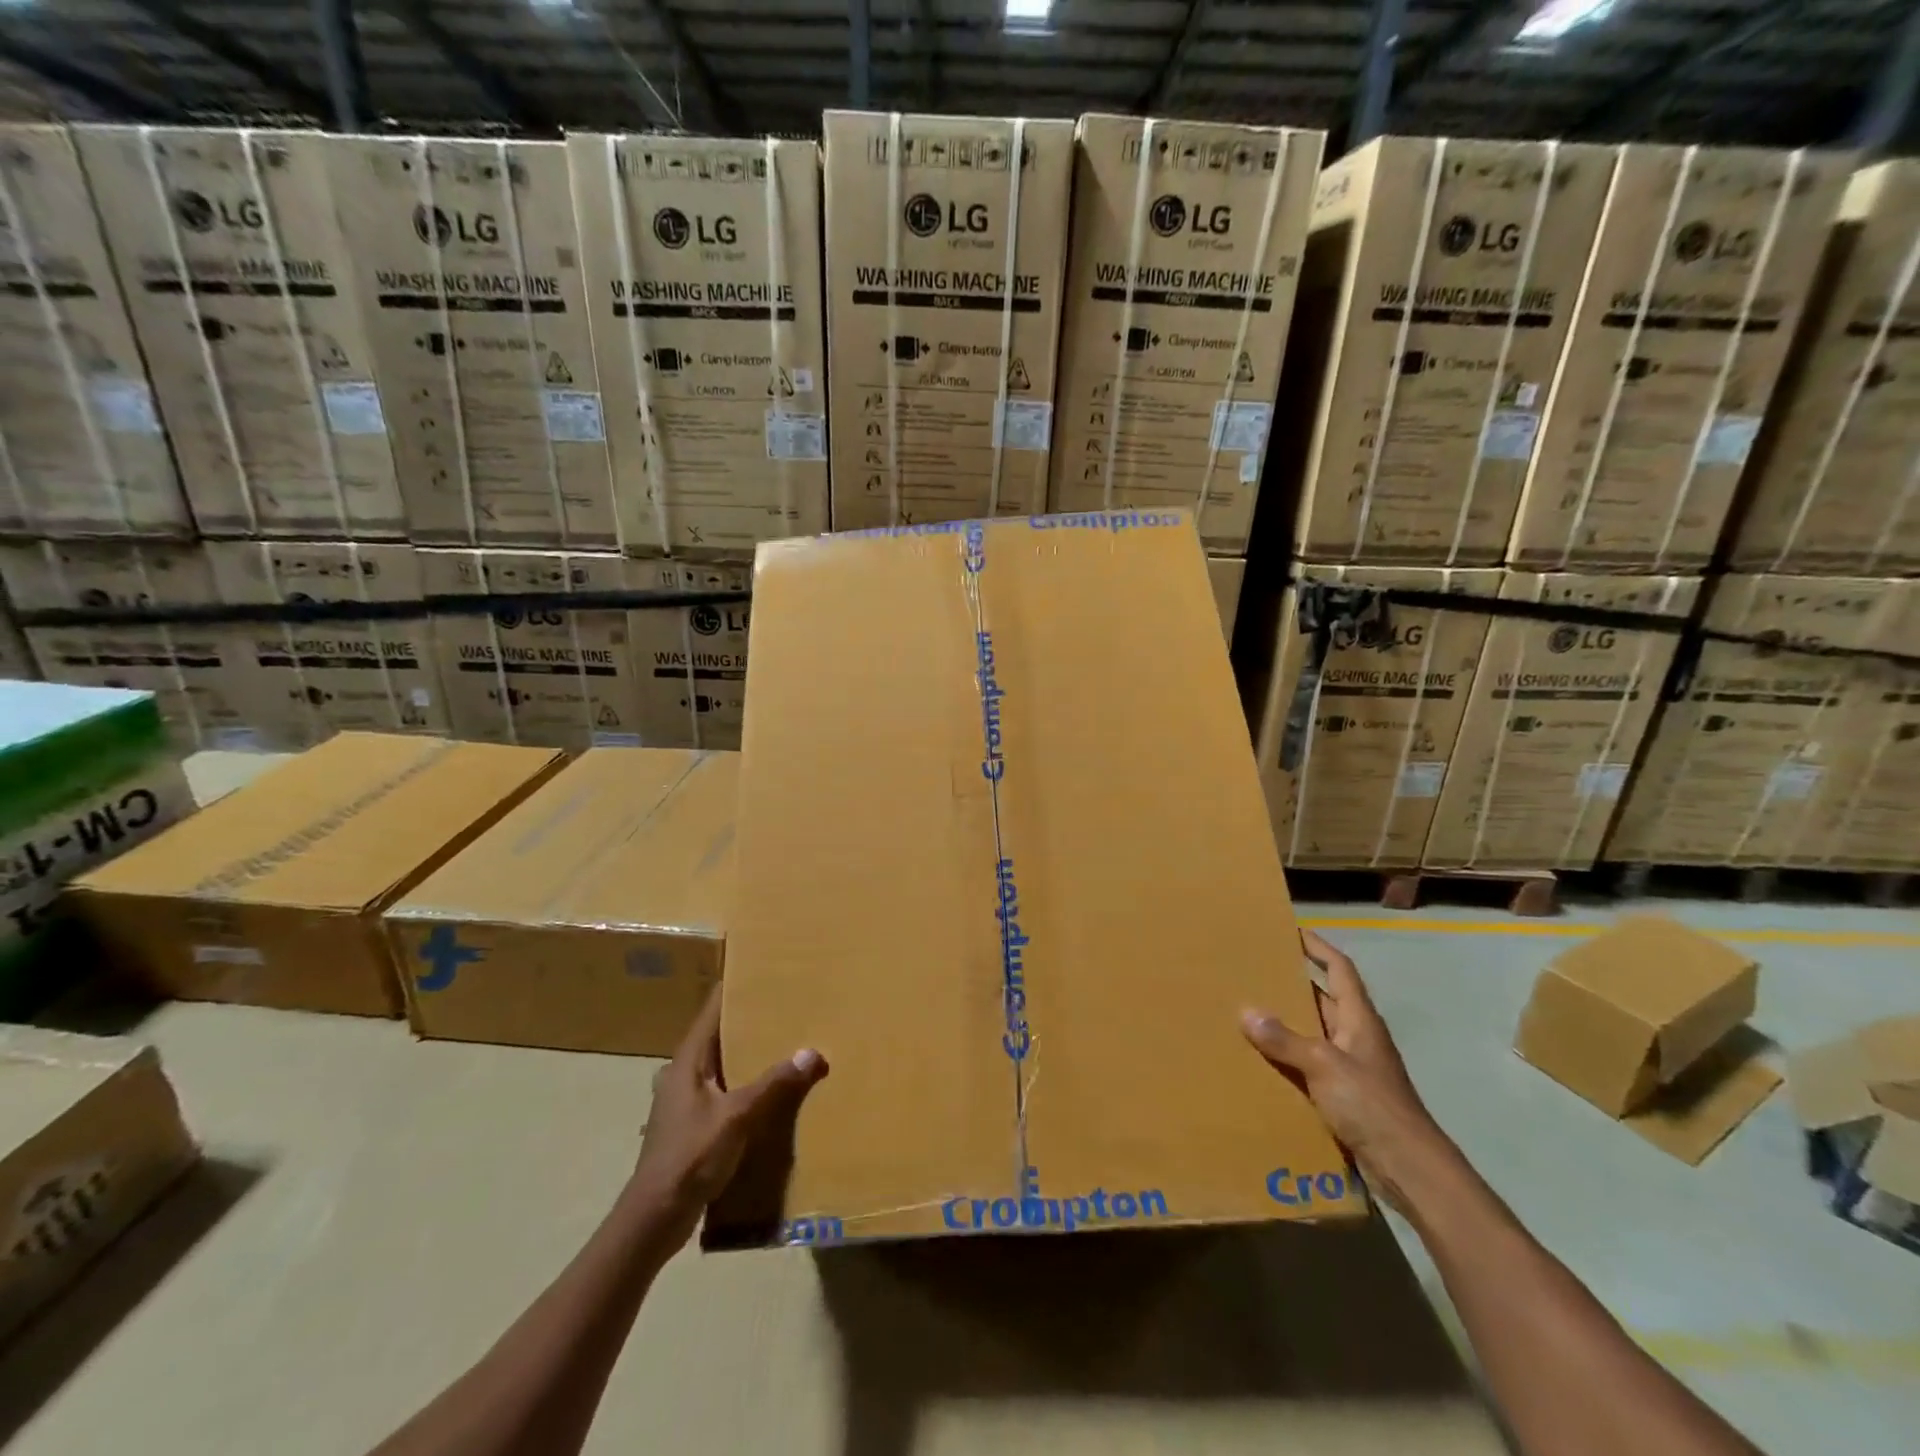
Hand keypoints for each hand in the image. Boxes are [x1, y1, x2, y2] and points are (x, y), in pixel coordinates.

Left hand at [630, 986, 826, 1246]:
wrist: (654, 1218)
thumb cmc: (690, 1157)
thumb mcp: (737, 1117)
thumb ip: (774, 1085)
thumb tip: (812, 1052)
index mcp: (687, 1060)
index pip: (712, 1010)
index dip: (734, 988)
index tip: (762, 970)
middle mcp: (682, 1073)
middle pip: (718, 1035)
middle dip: (749, 1021)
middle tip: (786, 1005)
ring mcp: (684, 1101)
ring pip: (721, 1065)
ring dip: (748, 1055)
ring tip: (784, 1043)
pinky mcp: (691, 1125)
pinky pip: (723, 1091)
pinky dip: (744, 1084)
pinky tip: (769, 1091)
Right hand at [1240, 929, 1454, 1208]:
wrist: (1409, 1168)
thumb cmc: (1372, 1105)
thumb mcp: (1324, 1066)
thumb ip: (1285, 1039)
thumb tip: (1246, 1011)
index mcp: (1359, 1019)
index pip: (1340, 969)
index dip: (1318, 948)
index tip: (1292, 931)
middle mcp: (1356, 1036)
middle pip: (1323, 998)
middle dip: (1293, 983)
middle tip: (1255, 970)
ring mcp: (1352, 1067)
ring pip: (1314, 1032)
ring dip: (1287, 1022)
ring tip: (1248, 1010)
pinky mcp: (1345, 1095)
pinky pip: (1310, 1064)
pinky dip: (1288, 1056)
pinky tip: (1262, 1059)